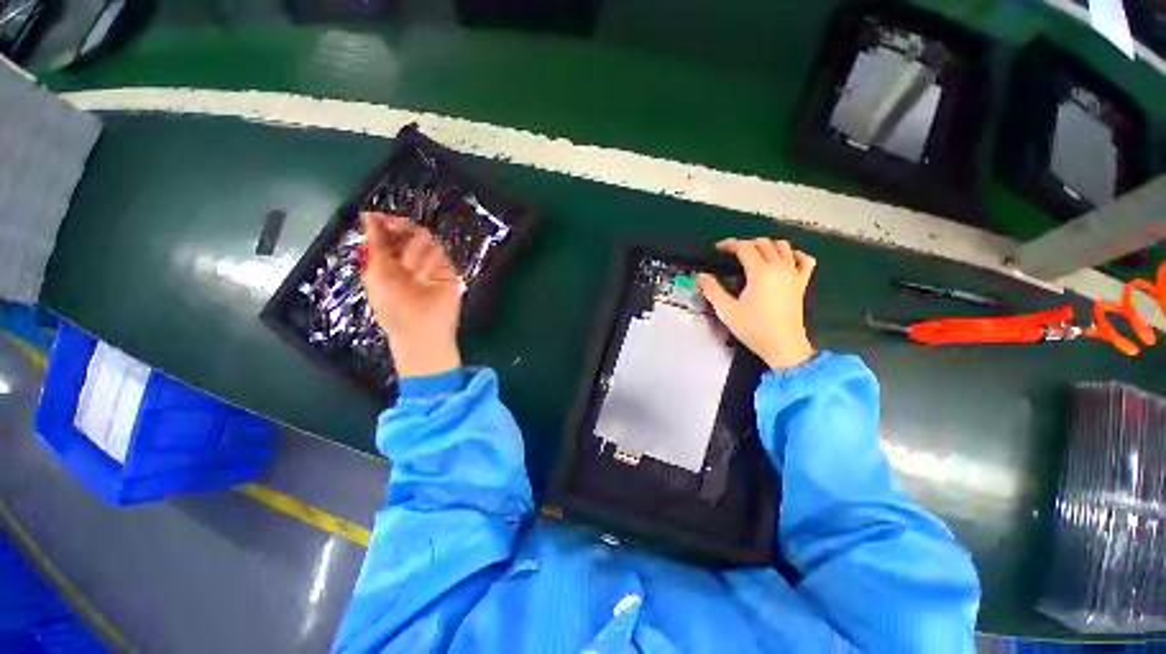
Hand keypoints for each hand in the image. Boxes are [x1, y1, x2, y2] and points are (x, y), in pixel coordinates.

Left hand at [361, 212, 461, 378]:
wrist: (422, 329)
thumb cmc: (393, 305)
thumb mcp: (376, 272)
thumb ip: (376, 243)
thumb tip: (369, 215)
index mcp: (388, 262)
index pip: (388, 235)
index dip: (383, 224)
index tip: (377, 217)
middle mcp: (409, 260)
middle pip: (407, 232)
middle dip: (400, 232)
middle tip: (395, 234)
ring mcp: (429, 264)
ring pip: (424, 239)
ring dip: (415, 252)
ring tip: (412, 271)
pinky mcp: (447, 269)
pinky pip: (438, 252)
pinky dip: (429, 261)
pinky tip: (425, 274)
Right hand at [698, 238, 816, 370]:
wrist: (782, 345)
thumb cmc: (753, 328)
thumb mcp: (726, 310)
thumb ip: (712, 290)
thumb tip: (702, 276)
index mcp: (760, 272)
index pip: (745, 247)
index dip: (730, 244)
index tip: (718, 249)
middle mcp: (779, 267)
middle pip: (764, 243)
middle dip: (746, 243)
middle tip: (732, 253)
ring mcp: (794, 274)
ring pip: (783, 246)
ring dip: (767, 245)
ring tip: (754, 254)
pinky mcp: (802, 283)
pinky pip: (804, 260)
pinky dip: (795, 254)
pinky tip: (786, 258)